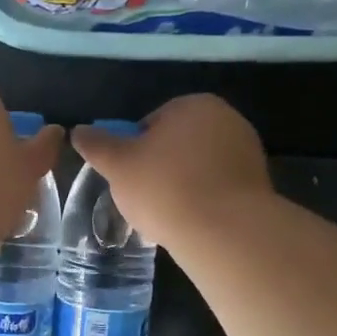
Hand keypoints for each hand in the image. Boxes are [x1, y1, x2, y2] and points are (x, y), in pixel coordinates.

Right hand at [71, 95, 270, 244]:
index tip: (129, 179)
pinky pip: (218, 188)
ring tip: (169, 215)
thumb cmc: (165, 188)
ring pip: (198, 167)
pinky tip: (193, 222)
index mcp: (193, 104)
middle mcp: (226, 118)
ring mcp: (247, 150)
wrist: (226, 231)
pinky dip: (204, 200)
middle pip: (176, 144)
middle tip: (145, 199)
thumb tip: (78, 130)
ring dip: (182, 186)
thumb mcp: (117, 165)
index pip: (149, 124)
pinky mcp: (259, 183)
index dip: (133, 152)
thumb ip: (96, 145)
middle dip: (160, 168)